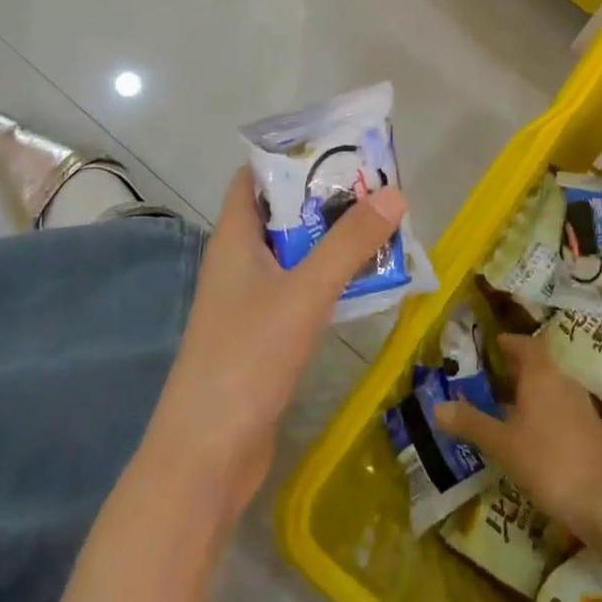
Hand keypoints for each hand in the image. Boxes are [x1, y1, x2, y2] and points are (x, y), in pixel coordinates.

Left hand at [143, 167, 405, 523]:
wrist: (207, 455)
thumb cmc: (247, 358)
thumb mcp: (304, 293)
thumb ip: (348, 244)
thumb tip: (394, 193)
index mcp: (234, 240)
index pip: (251, 179)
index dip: (287, 157)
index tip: (336, 147)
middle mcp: (238, 264)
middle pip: (280, 214)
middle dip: (324, 199)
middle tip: (376, 186)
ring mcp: (249, 302)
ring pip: (295, 255)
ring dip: (332, 241)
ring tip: (383, 226)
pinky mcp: (264, 336)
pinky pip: (300, 291)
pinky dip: (329, 279)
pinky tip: (366, 282)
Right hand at [434, 331, 601, 543]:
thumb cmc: (549, 461)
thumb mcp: (502, 444)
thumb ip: (471, 423)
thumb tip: (436, 407)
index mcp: (541, 374)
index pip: (525, 345)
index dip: (509, 343)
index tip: (492, 345)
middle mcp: (563, 382)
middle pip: (538, 366)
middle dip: (514, 370)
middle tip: (488, 378)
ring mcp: (580, 407)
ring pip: (550, 390)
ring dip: (528, 394)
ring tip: (502, 408)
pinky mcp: (590, 431)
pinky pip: (559, 410)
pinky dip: (541, 414)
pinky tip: (528, 437)